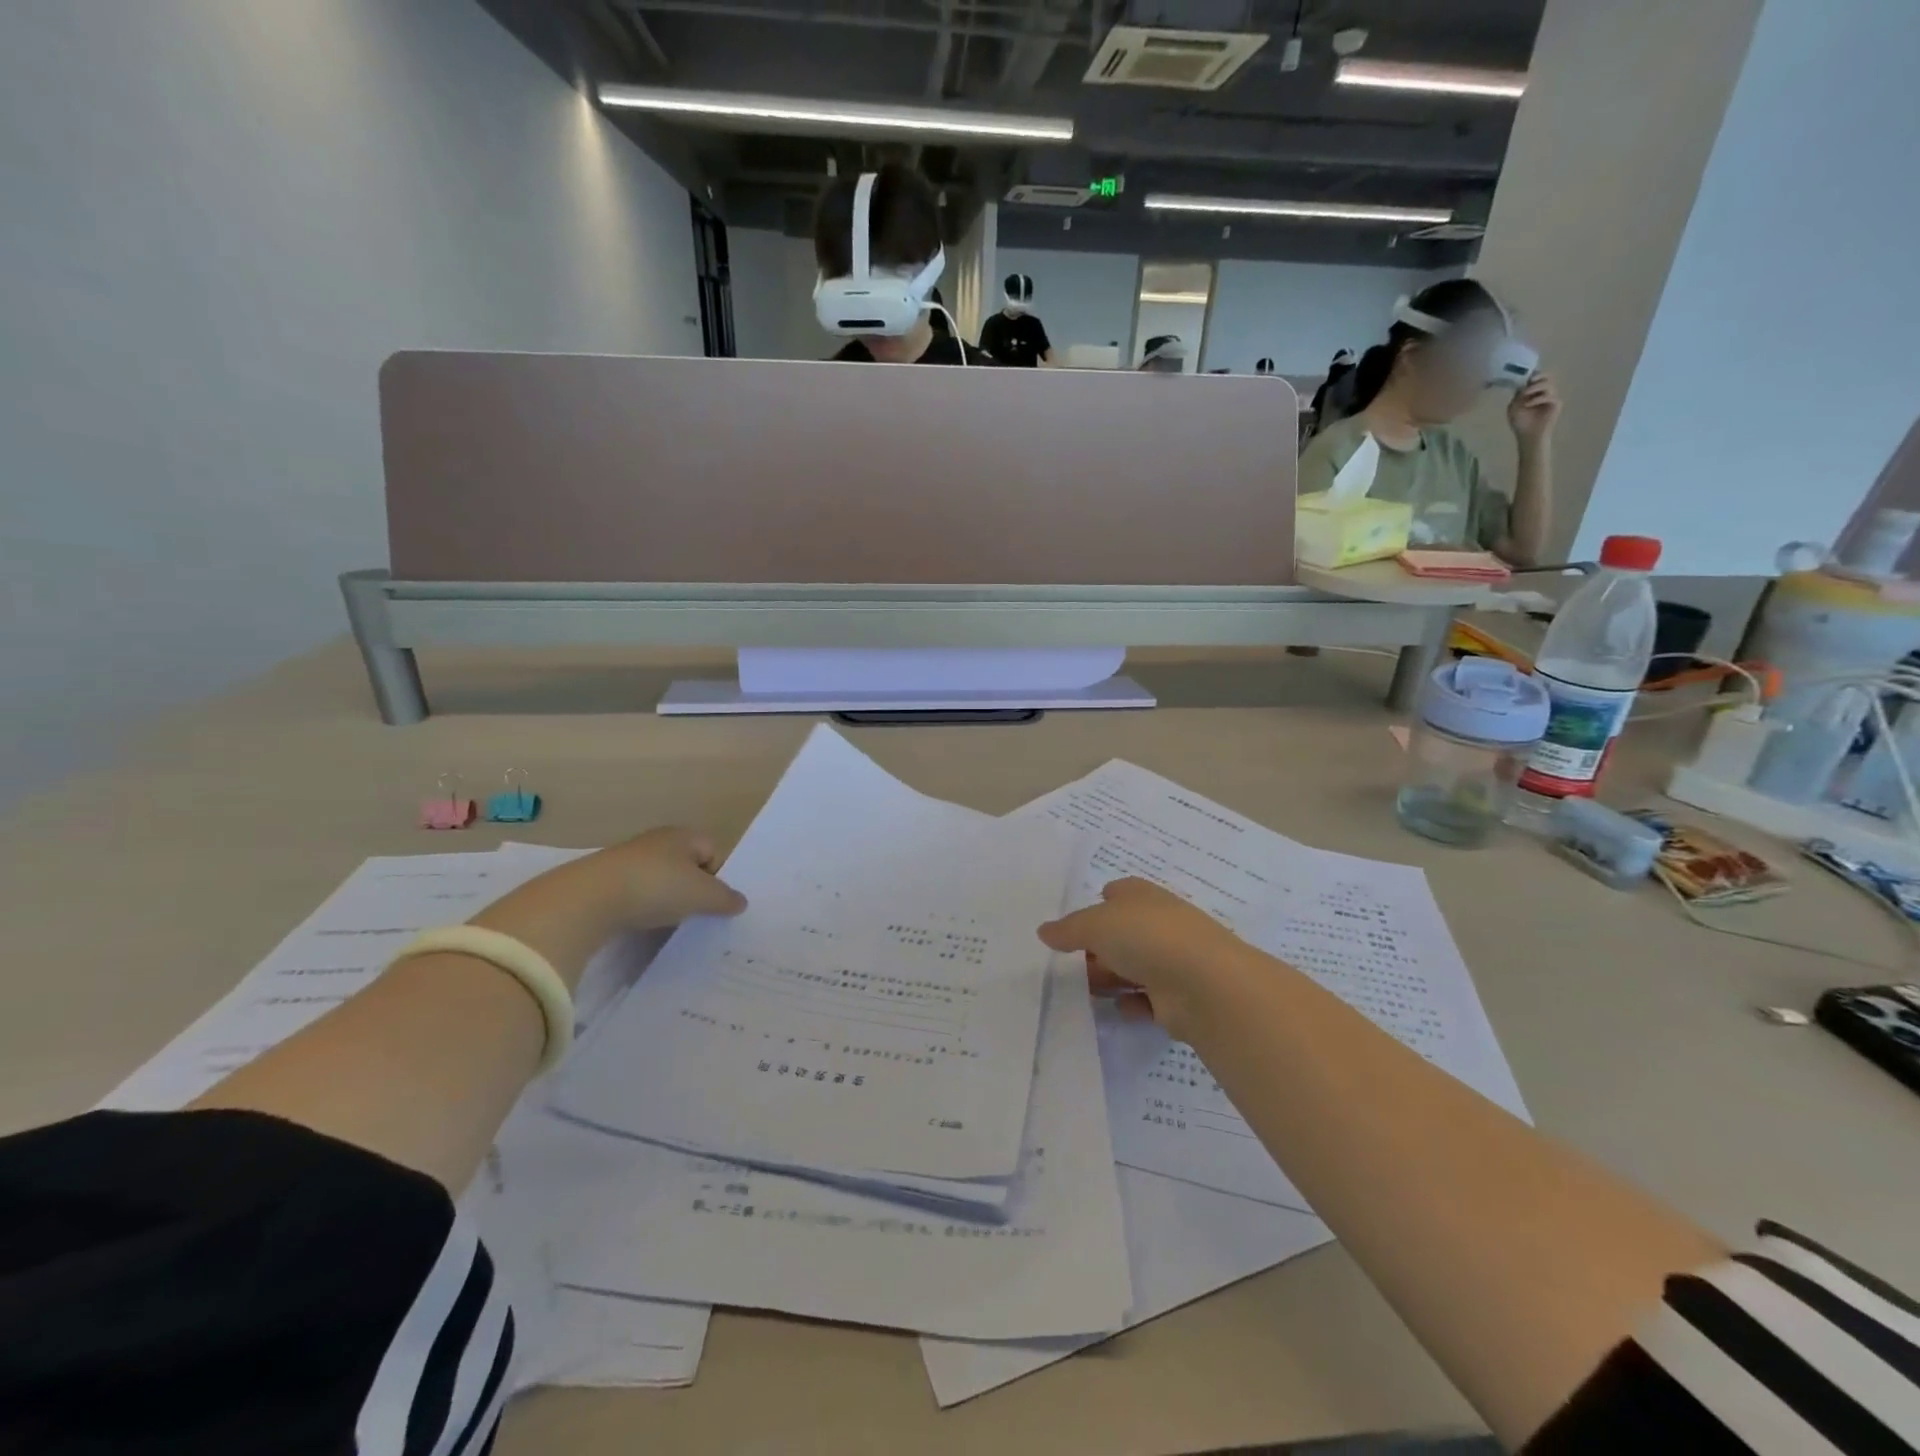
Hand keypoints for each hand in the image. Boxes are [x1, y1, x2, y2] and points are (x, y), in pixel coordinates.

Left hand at [584, 827, 747, 929]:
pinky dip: (641, 908)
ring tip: (667, 922)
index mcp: (683, 835)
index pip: (712, 850)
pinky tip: (640, 923)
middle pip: (686, 865)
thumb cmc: (656, 887)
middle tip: (694, 914)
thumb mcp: (702, 896)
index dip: (718, 875)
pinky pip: (635, 893)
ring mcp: (628, 860)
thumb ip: (725, 899)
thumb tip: (741, 902)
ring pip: (659, 880)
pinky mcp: (604, 881)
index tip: (714, 901)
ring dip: (665, 899)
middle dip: (692, 889)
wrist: (589, 899)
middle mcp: (656, 841)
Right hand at [1038, 878, 1247, 1036]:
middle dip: (1097, 949)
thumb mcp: (1095, 925)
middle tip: (1070, 964)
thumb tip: (1044, 931)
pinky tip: (1118, 1009)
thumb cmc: (1147, 937)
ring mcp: (1172, 961)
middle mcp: (1159, 924)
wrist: (1205, 985)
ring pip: (1133, 967)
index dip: (1097, 905)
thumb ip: (1068, 929)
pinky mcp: (1178, 997)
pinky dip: (1132, 1005)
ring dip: (1111, 978)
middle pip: (1122, 934)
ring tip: (1084, 991)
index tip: (1075, 925)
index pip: (1118, 893)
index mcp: (1142, 897)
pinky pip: (1148, 1000)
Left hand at [1507, 371, 1560, 443]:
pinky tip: (1529, 404)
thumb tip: (1523, 385)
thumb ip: (1518, 396)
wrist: (1528, 435)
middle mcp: (1543, 392)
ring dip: (1535, 388)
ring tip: (1525, 394)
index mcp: (1533, 393)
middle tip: (1531, 379)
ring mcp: (1550, 397)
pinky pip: (1550, 396)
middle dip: (1539, 376)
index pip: (1537, 379)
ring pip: (1548, 385)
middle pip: (1546, 378)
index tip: (1526, 374)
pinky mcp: (1556, 404)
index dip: (1533, 374)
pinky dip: (1538, 398)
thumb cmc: (1520, 422)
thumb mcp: (1513, 408)